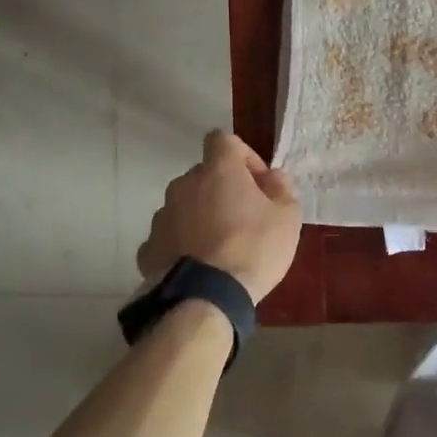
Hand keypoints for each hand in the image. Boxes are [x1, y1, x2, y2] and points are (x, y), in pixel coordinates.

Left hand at [137, 131, 301, 301]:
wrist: (206, 297)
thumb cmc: (253, 248)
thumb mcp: (288, 218)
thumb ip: (282, 190)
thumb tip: (273, 178)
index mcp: (218, 170)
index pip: (223, 140)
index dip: (243, 156)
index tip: (259, 183)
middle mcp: (184, 185)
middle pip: (204, 175)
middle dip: (223, 190)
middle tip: (244, 218)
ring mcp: (162, 216)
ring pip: (185, 206)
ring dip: (201, 216)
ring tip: (220, 247)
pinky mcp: (149, 248)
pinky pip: (170, 237)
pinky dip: (182, 244)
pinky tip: (198, 265)